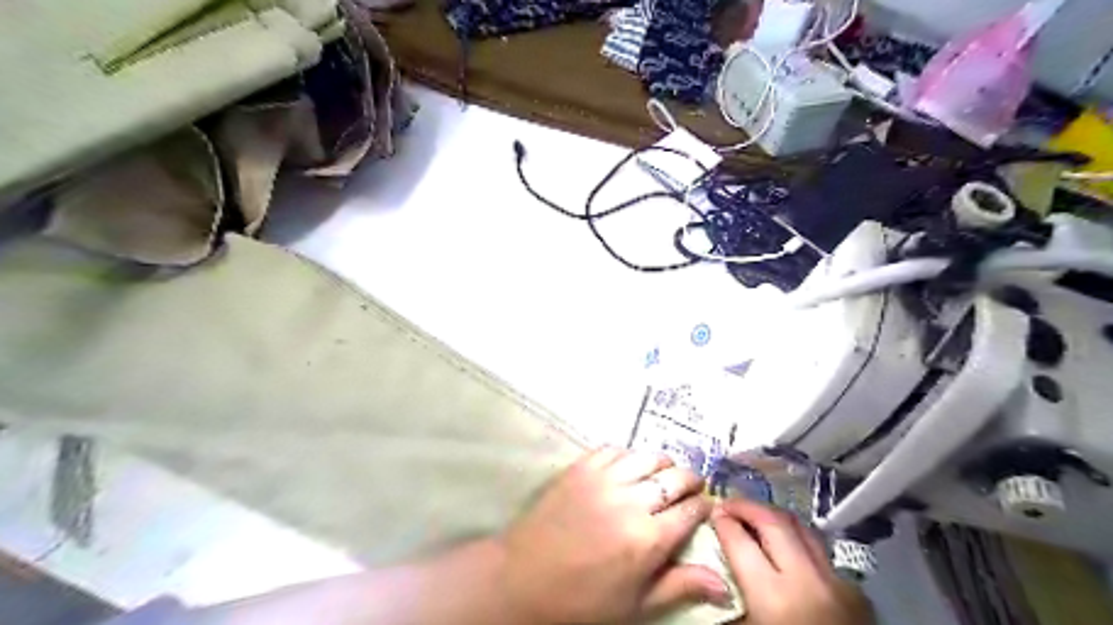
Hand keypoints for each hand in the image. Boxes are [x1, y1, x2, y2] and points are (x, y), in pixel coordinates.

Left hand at [504, 447, 732, 621]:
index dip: (703, 506)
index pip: (691, 510)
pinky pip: (615, 449)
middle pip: (676, 476)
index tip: (704, 508)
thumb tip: (725, 584)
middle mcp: (631, 501)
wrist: (522, 578)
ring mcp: (604, 478)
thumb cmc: (582, 600)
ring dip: (662, 464)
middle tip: (688, 489)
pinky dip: (628, 455)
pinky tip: (628, 468)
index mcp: (648, 539)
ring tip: (661, 476)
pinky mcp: (581, 466)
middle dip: (690, 481)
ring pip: (648, 456)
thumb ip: (680, 586)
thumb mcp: (635, 604)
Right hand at [713, 499, 877, 624]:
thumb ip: (727, 608)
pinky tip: (787, 548)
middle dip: (746, 506)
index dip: (721, 522)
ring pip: (802, 528)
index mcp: (774, 598)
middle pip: (773, 522)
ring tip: (754, 517)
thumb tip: (709, 575)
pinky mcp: (857, 592)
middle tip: (727, 504)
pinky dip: (798, 540)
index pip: (740, 541)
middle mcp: (808, 581)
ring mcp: (838, 583)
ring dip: (774, 517)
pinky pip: (821, 551)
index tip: (711, 513)